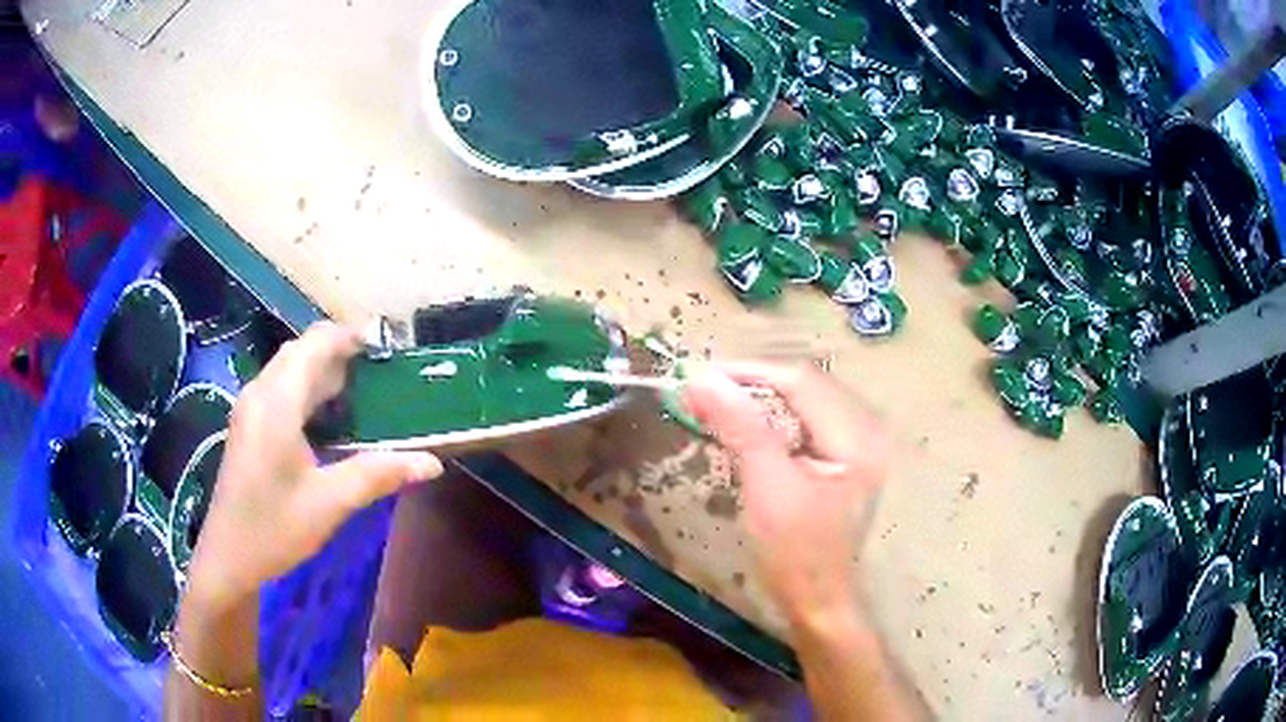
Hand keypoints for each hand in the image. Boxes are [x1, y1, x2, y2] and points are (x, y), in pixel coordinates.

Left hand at [187, 322, 442, 610]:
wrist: (229, 557)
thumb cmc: (274, 528)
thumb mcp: (330, 503)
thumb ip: (378, 475)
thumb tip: (432, 463)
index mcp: (277, 402)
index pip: (316, 343)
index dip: (352, 336)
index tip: (389, 348)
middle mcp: (260, 392)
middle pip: (302, 351)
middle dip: (341, 354)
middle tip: (383, 375)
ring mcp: (251, 407)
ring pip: (290, 369)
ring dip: (325, 371)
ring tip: (365, 393)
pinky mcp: (249, 424)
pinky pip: (282, 388)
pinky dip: (309, 390)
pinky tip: (330, 420)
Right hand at [681, 362, 889, 626]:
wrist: (816, 598)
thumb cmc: (796, 553)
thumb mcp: (767, 488)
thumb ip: (740, 427)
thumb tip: (701, 379)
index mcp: (858, 437)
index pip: (801, 381)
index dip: (749, 372)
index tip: (701, 375)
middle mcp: (867, 429)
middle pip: (804, 385)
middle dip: (753, 383)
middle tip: (704, 390)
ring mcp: (859, 441)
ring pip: (803, 399)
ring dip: (760, 398)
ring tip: (717, 403)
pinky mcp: (845, 454)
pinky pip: (806, 418)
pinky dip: (772, 417)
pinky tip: (745, 424)